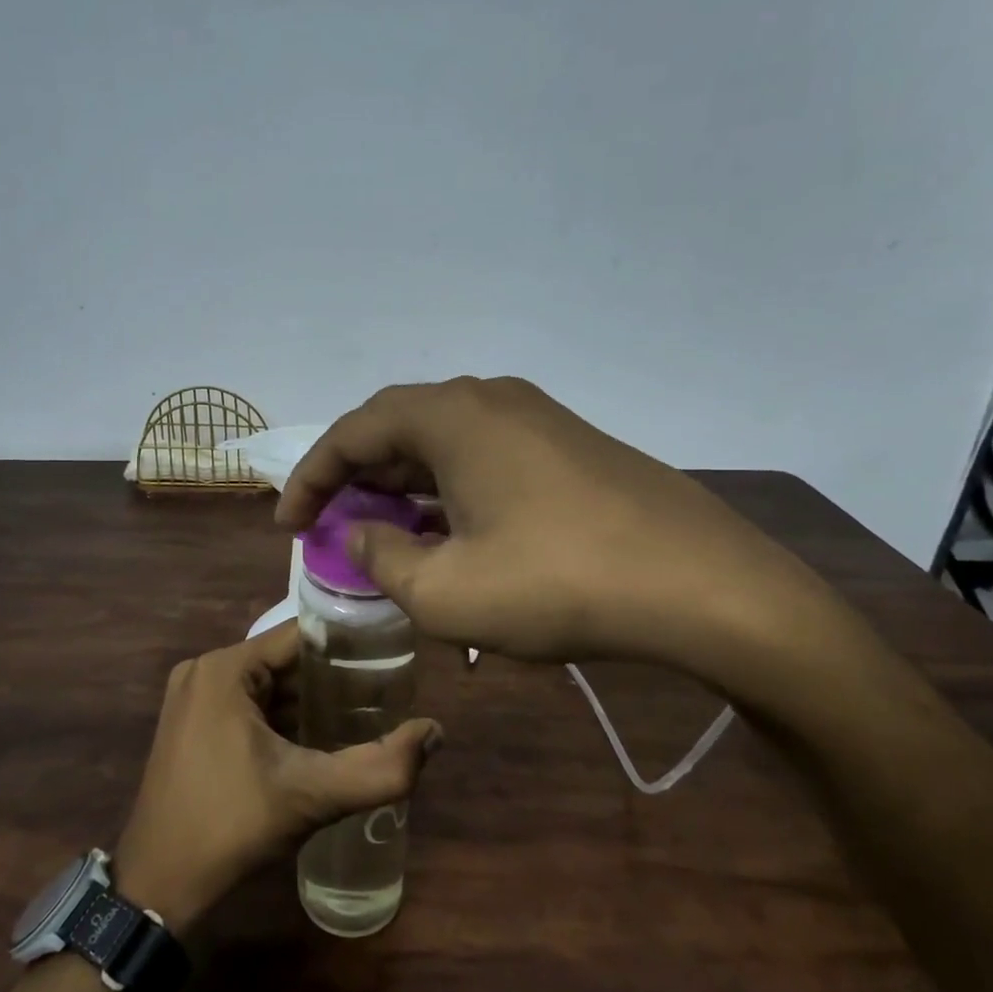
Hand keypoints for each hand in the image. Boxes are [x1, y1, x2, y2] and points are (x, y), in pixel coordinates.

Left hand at [113, 624, 441, 930]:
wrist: (156, 891)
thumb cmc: (230, 829)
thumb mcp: (311, 796)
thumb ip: (380, 767)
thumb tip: (436, 732)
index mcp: (224, 668)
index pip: (300, 636)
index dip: (347, 647)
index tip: (391, 661)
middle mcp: (203, 671)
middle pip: (284, 660)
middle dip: (332, 679)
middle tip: (384, 696)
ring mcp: (192, 699)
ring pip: (266, 685)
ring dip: (308, 702)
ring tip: (361, 716)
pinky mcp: (190, 726)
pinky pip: (246, 706)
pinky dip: (281, 719)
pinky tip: (317, 741)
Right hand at [275, 377, 841, 692]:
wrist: (704, 587)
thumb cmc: (559, 584)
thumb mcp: (447, 591)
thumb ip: (383, 560)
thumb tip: (358, 538)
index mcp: (452, 416)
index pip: (353, 432)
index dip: (311, 479)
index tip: (288, 525)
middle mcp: (491, 400)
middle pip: (398, 430)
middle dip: (356, 481)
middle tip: (332, 530)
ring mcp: (537, 419)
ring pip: (444, 446)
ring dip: (405, 489)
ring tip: (385, 540)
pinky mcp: (569, 447)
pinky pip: (485, 459)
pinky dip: (450, 493)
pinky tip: (451, 538)